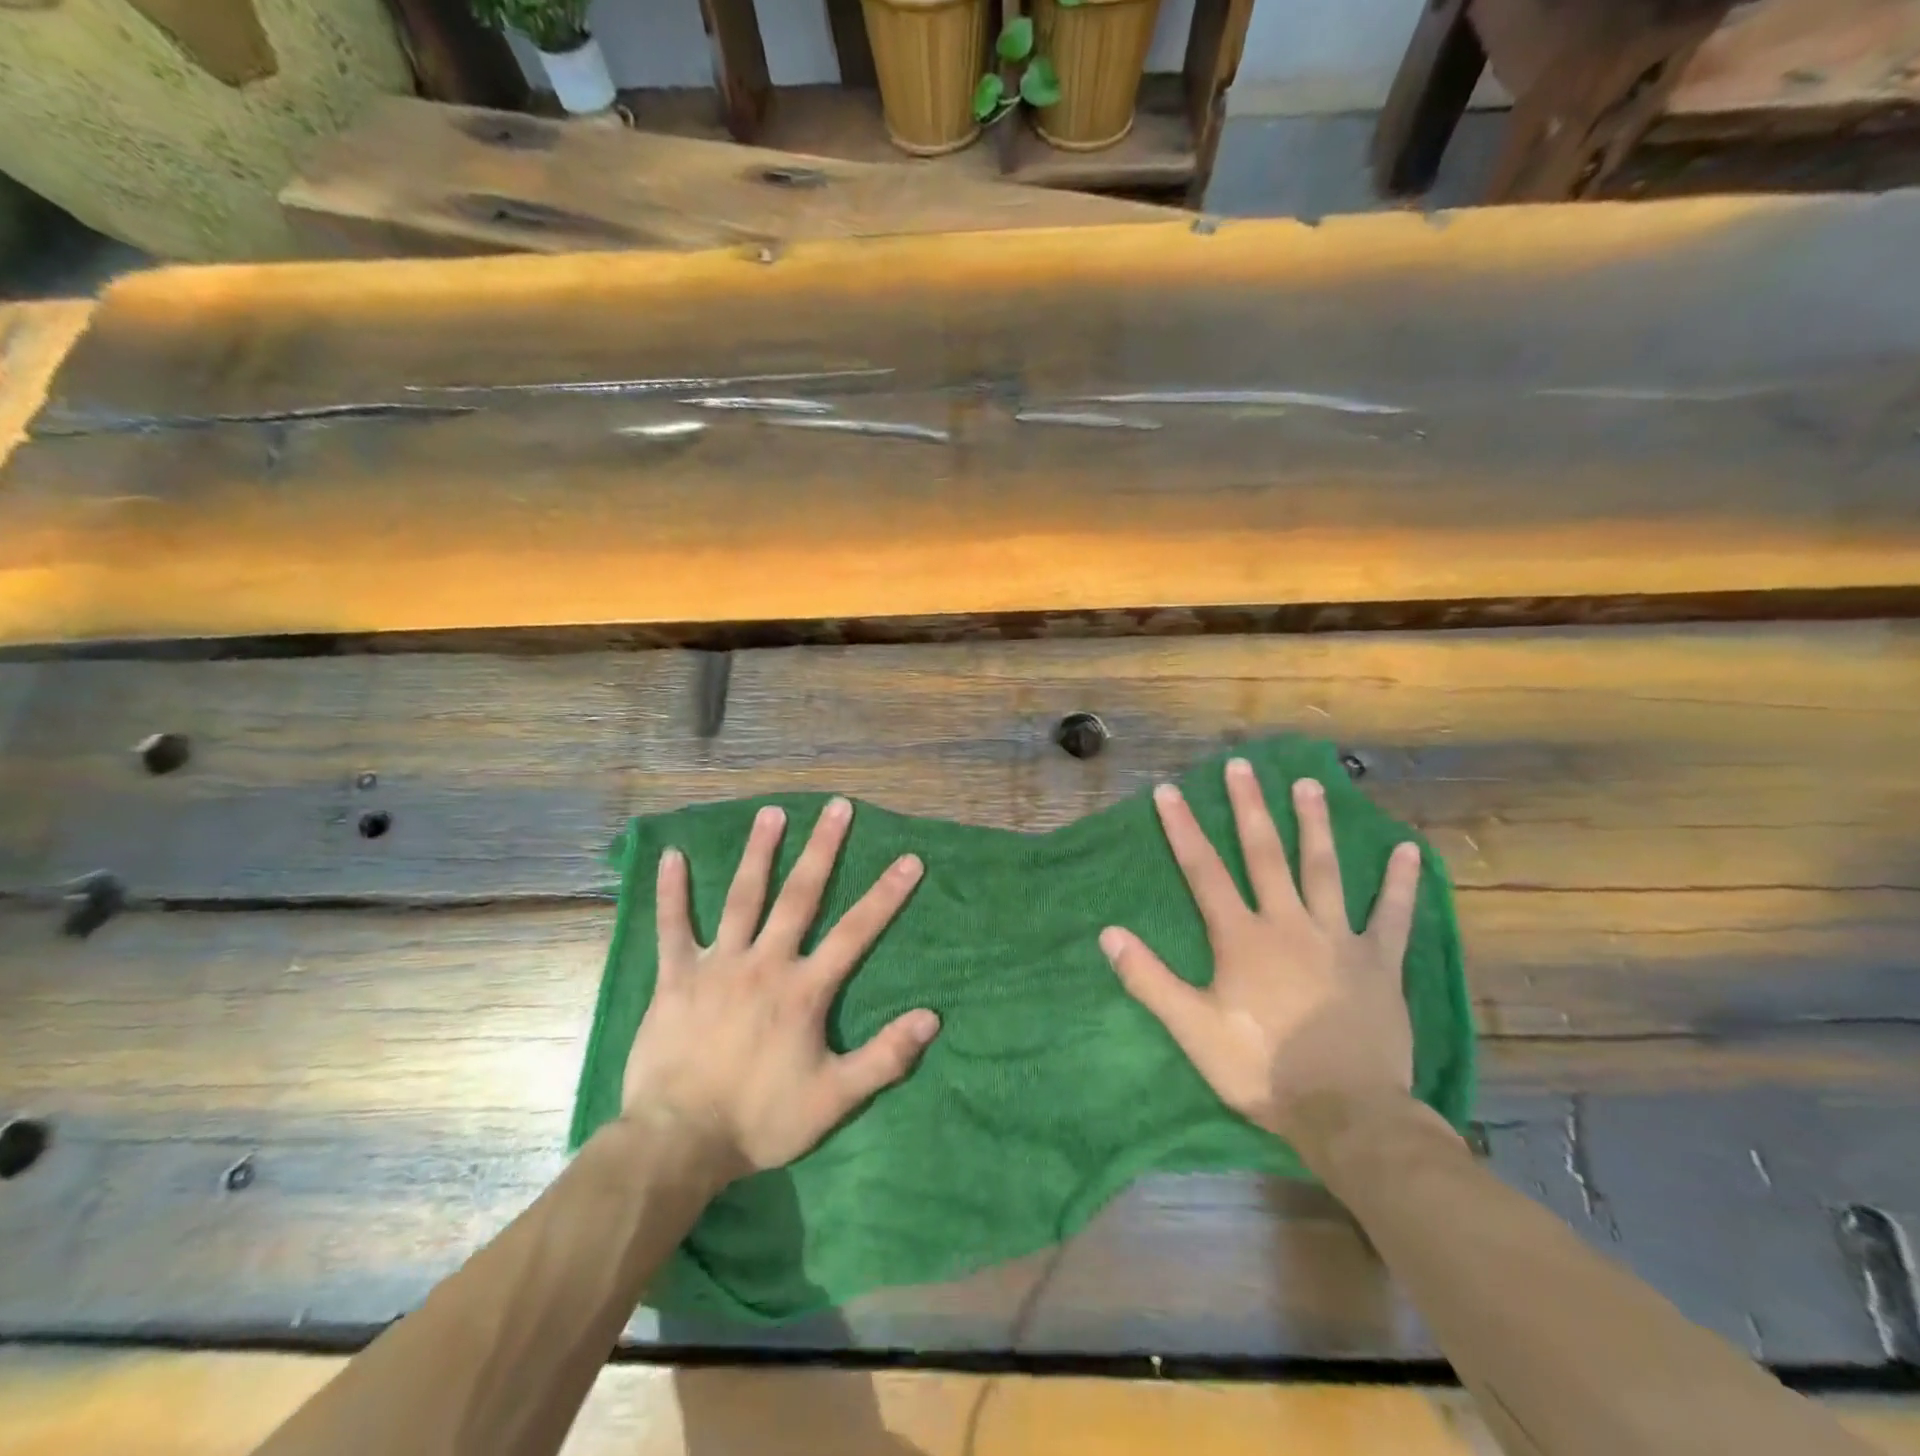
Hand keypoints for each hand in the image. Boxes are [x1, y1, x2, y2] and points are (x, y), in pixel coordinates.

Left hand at [620, 797, 938, 1180]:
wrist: (678, 1142)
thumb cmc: (759, 1120)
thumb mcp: (834, 1099)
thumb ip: (885, 1057)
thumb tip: (933, 1018)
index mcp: (804, 990)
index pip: (856, 932)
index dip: (885, 895)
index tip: (909, 860)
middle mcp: (765, 963)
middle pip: (800, 895)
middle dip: (823, 849)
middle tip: (838, 807)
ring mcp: (718, 965)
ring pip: (742, 897)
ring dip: (759, 852)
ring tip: (772, 812)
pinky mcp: (676, 977)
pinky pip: (672, 927)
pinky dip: (672, 891)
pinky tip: (672, 855)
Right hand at [1100, 758, 1420, 1141]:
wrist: (1347, 1114)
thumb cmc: (1262, 1069)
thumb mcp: (1193, 1030)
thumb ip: (1150, 980)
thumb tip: (1108, 934)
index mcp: (1242, 938)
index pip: (1204, 872)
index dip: (1183, 829)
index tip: (1168, 791)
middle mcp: (1288, 924)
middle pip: (1265, 854)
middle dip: (1249, 807)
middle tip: (1242, 766)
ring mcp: (1338, 939)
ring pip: (1324, 870)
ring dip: (1315, 825)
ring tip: (1310, 785)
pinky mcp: (1379, 962)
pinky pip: (1392, 916)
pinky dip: (1399, 883)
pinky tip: (1407, 850)